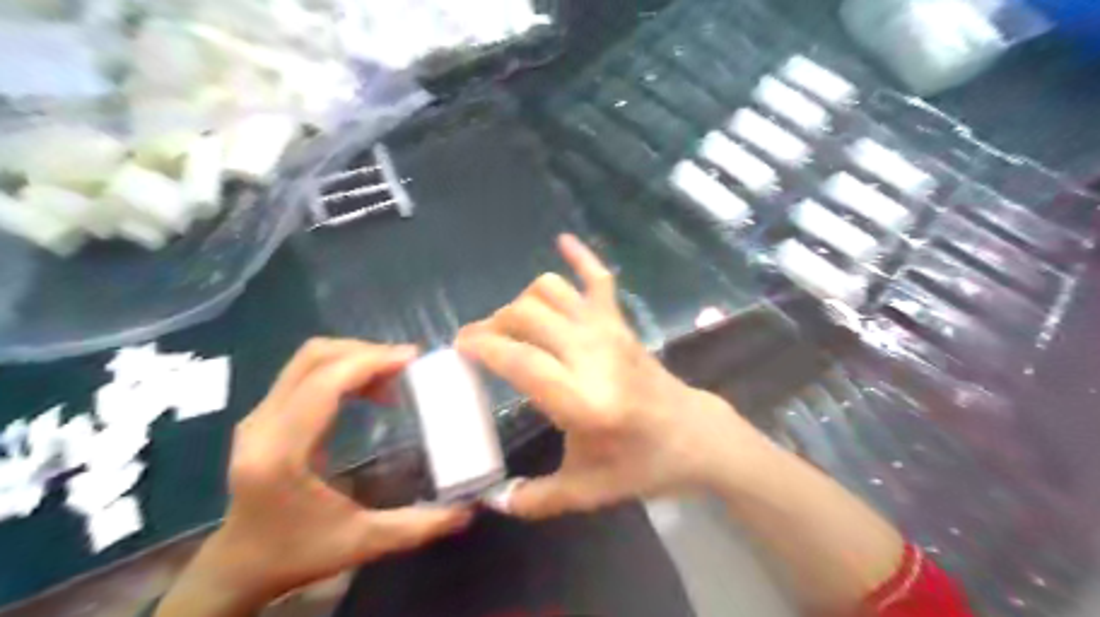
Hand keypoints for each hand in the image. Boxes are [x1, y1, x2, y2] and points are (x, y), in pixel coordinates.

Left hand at [160, 340, 473, 613]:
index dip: (370, 361)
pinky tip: (370, 390)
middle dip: (366, 352)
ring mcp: (259, 416)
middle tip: (407, 366)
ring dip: (355, 358)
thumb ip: (418, 526)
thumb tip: (469, 510)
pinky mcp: (265, 415)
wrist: (240, 566)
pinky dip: (343, 370)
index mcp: (281, 452)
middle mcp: (262, 424)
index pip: (324, 382)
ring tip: (394, 378)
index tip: (413, 359)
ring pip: (309, 360)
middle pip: (314, 357)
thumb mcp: (363, 543)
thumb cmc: (299, 554)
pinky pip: (306, 374)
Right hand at [451, 236, 767, 520]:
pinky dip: (580, 256)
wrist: (693, 435)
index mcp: (581, 399)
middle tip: (479, 342)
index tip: (460, 347)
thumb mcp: (586, 491)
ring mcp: (608, 331)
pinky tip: (563, 241)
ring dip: (522, 302)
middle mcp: (591, 354)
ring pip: (551, 291)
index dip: (482, 346)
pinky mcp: (621, 322)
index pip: (518, 359)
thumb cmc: (640, 463)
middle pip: (526, 316)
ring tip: (512, 324)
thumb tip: (493, 500)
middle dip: (492, 323)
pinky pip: (599, 278)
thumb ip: (535, 498)